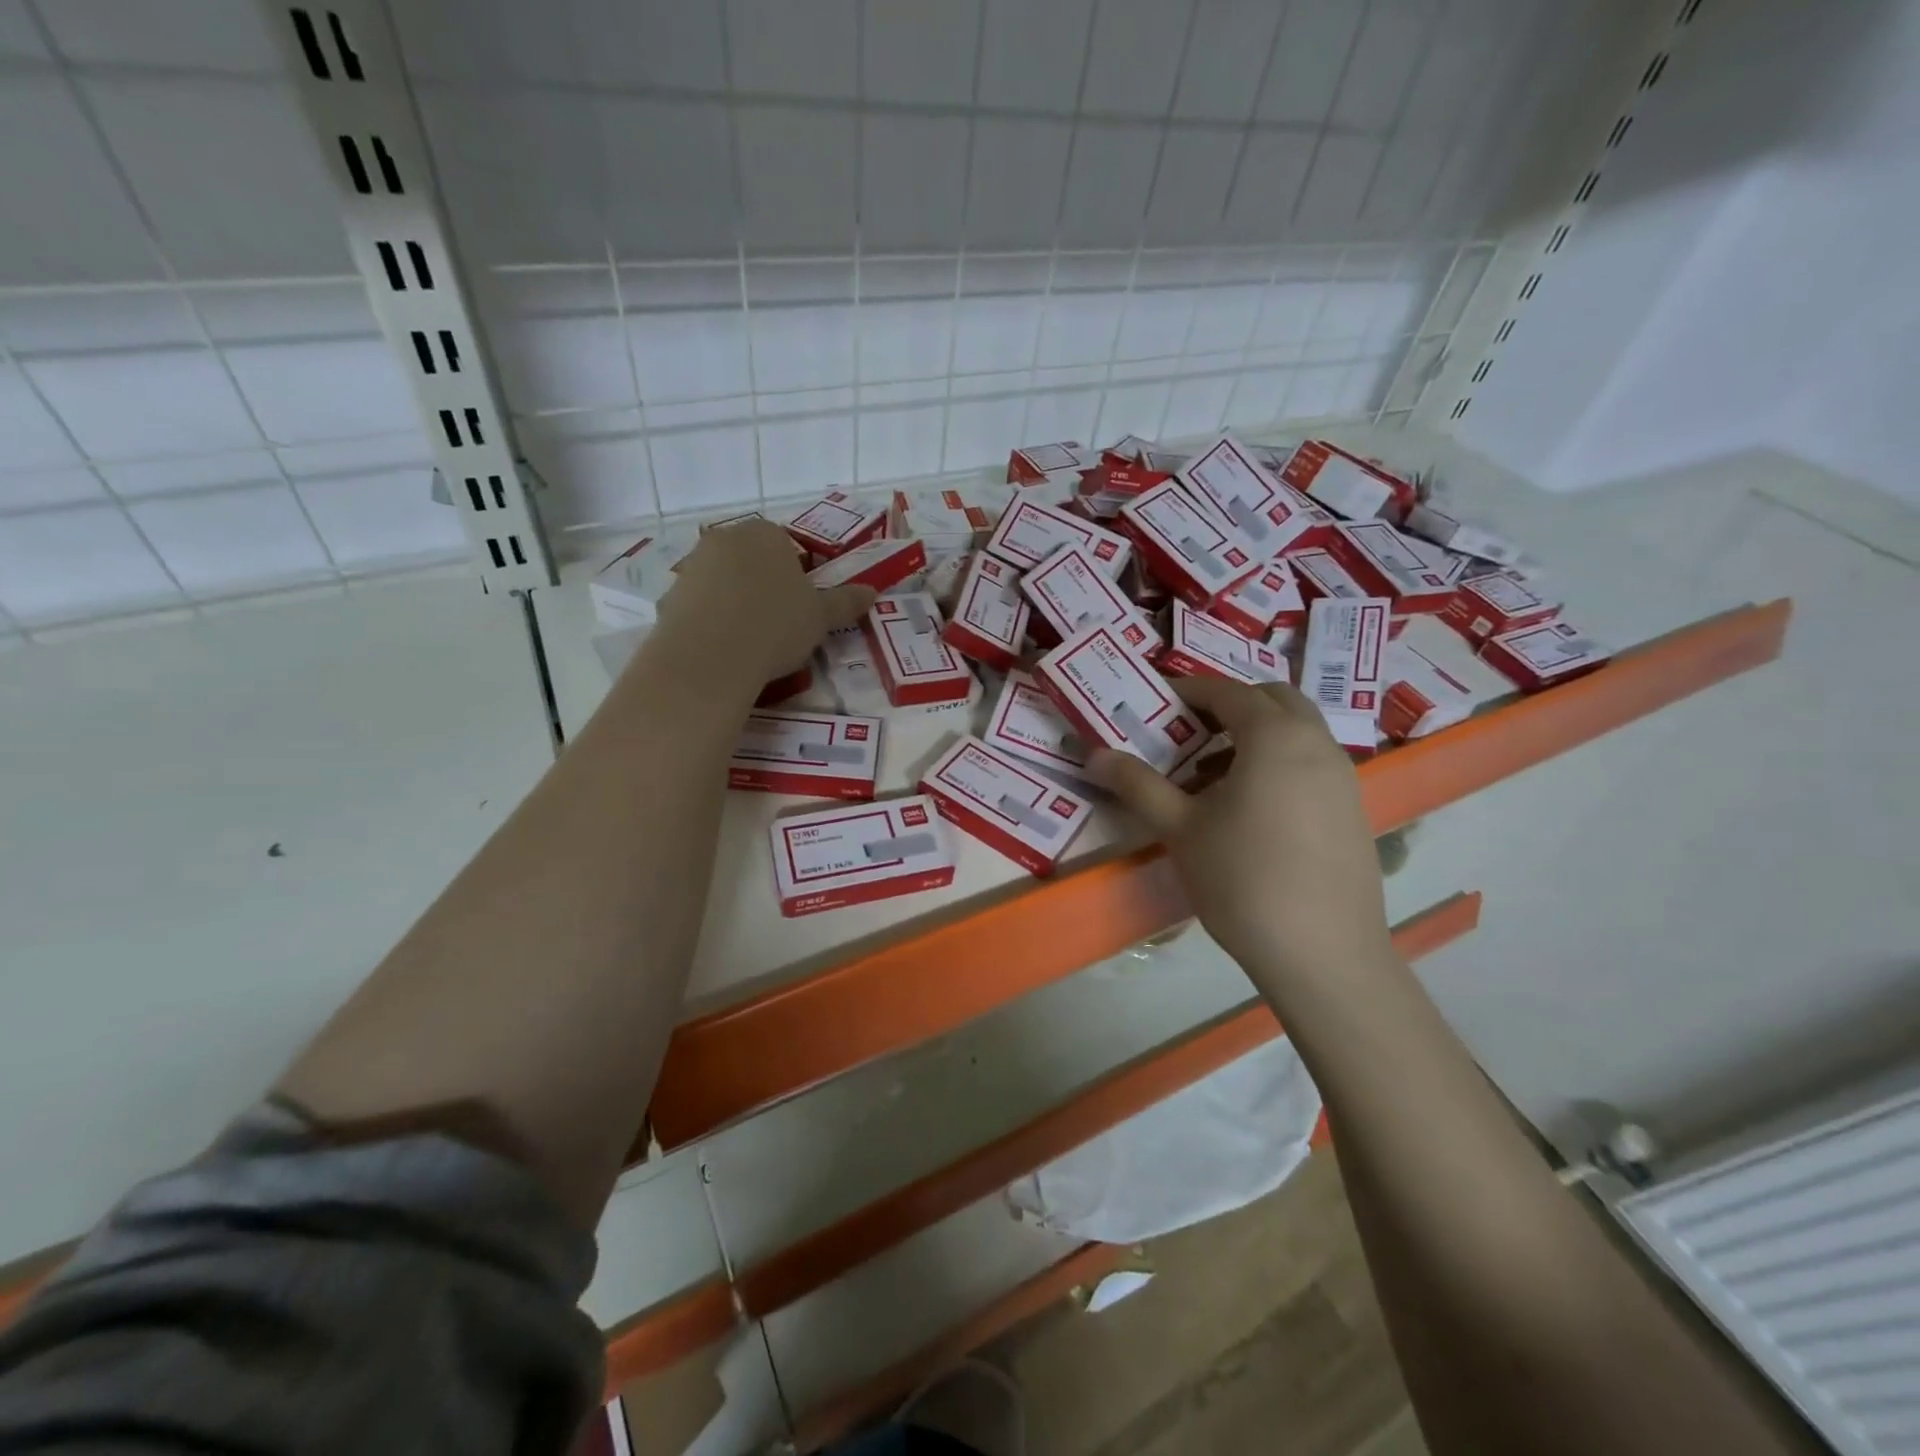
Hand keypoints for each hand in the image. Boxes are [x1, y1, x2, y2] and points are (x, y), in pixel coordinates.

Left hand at [651, 520, 875, 687]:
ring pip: (724, 582)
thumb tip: (871, 591)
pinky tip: (724, 648)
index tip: (802, 607)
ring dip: (736, 602)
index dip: (798, 576)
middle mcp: (725, 539)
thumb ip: (845, 602)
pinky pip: (699, 605)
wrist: (711, 656)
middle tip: (780, 623)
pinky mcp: (670, 595)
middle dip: (765, 585)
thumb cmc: (776, 625)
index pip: (787, 545)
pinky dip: (711, 621)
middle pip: (752, 560)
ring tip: (751, 640)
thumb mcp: (821, 617)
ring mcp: (692, 565)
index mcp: (766, 534)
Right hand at [1088, 675, 1396, 994]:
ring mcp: (1343, 777)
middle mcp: (1316, 743)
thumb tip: (1094, 756)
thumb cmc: (1243, 880)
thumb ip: (1138, 785)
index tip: (1157, 703)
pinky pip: (1311, 762)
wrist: (1322, 954)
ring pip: (1296, 731)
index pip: (1228, 691)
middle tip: (1188, 733)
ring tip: (1211, 775)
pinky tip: (1249, 809)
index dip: (1189, 690)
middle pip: (1272, 699)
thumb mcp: (1180, 828)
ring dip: (1254, 735)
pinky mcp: (1353, 809)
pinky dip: (1278, 762)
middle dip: (1228, 705)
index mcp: (1275, 737)